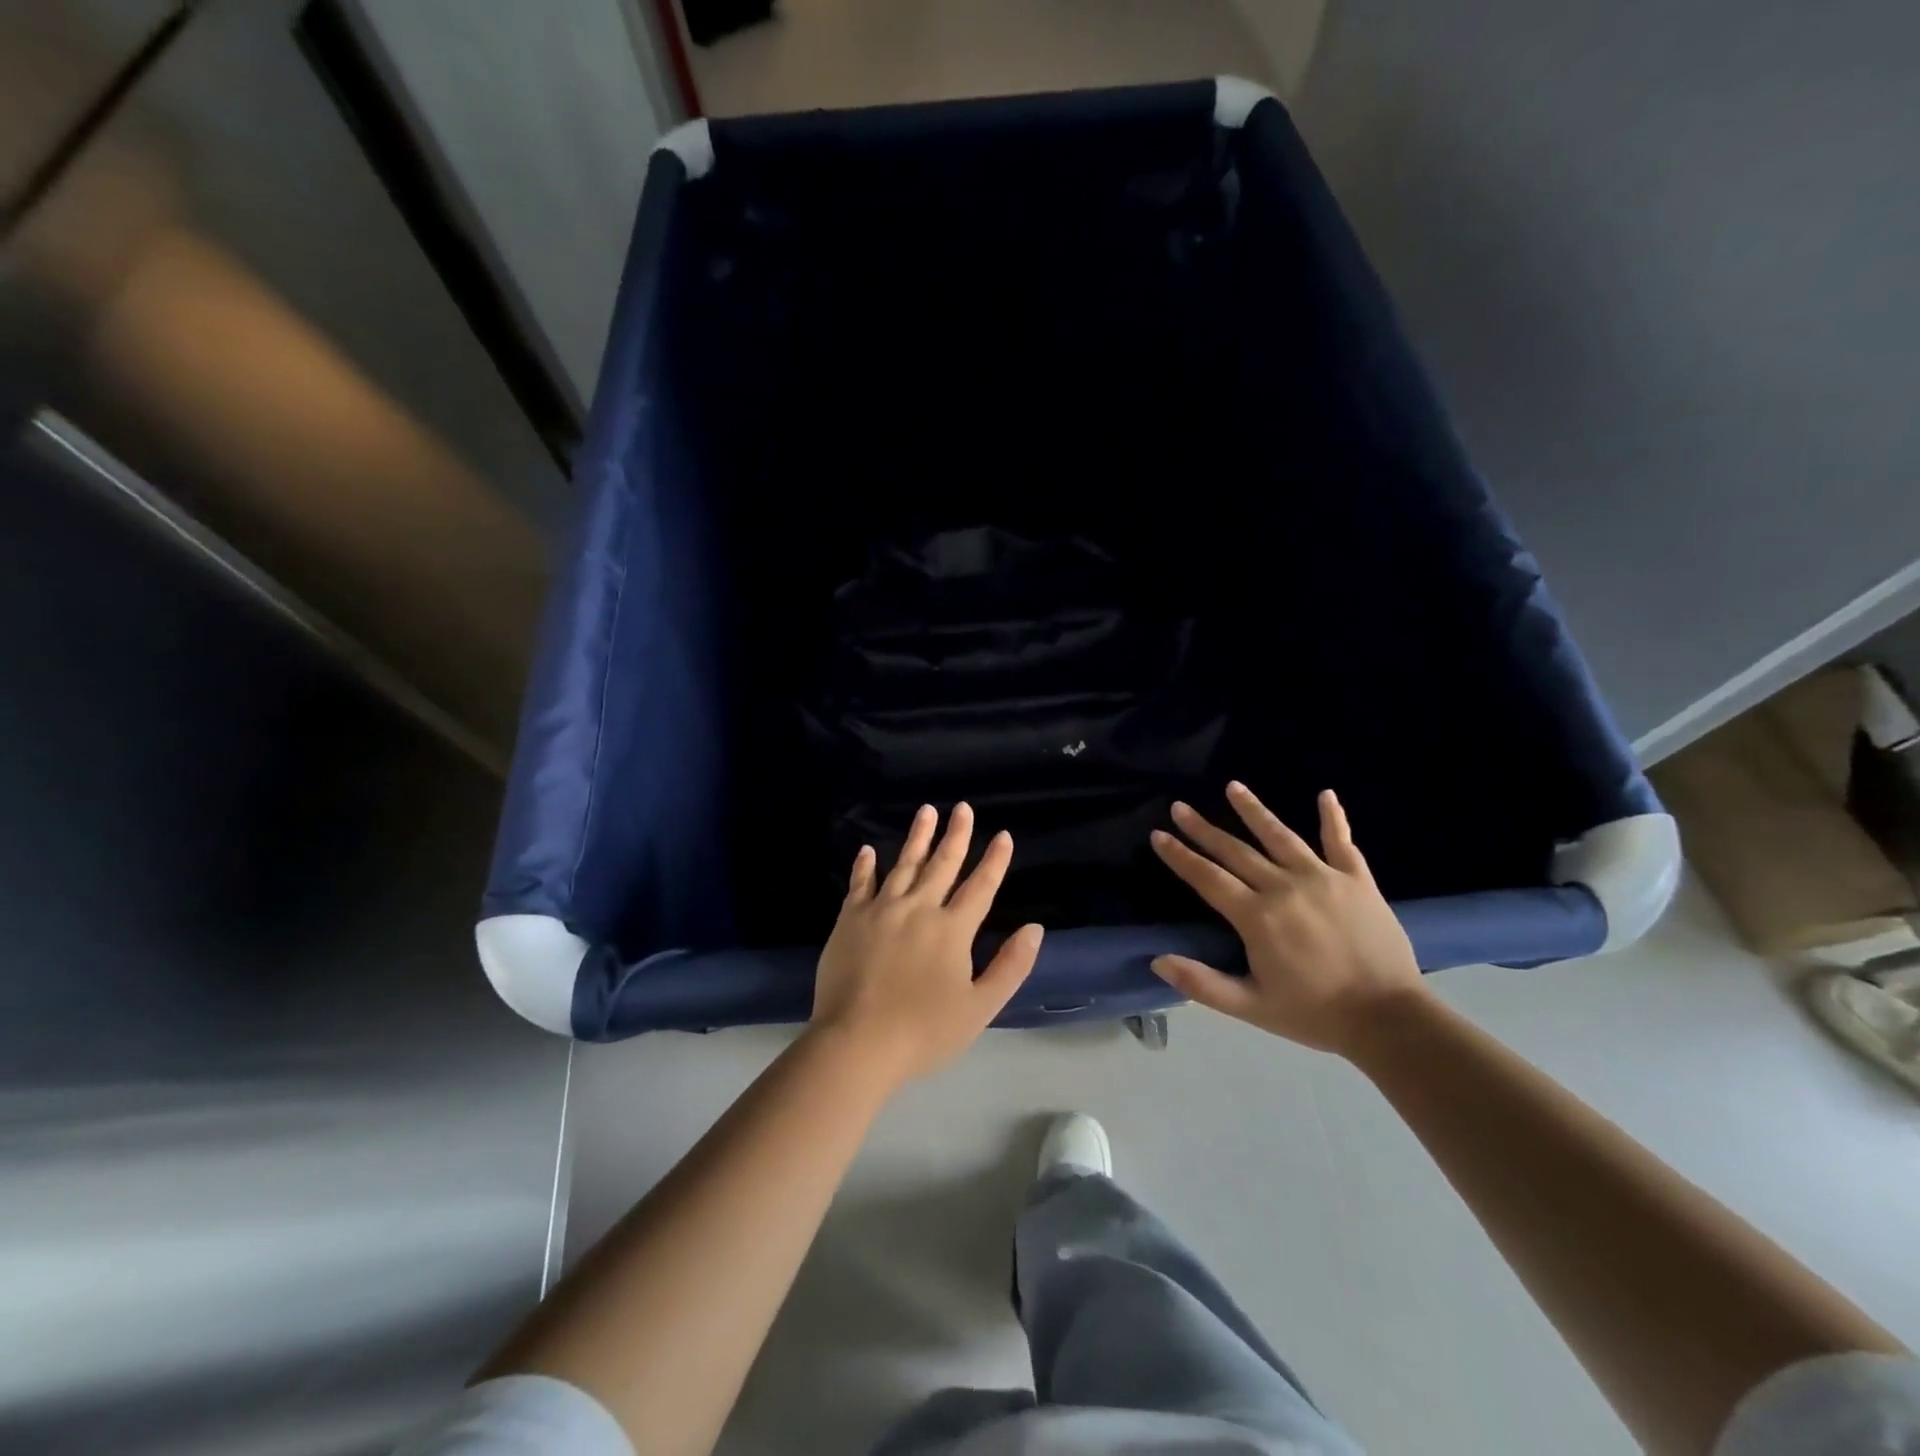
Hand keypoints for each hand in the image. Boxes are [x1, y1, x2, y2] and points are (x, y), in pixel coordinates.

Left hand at [810, 803, 1042, 1086]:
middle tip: (963, 808)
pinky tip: (869, 850)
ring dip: (918, 837)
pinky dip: (865, 866)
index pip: (980, 887)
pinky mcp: (850, 920)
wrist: (856, 1043)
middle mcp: (919, 909)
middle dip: (956, 835)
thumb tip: (1035, 929)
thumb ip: (1010, 967)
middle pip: (942, 865)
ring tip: (927, 811)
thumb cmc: (923, 1032)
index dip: (994, 861)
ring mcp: (881, 910)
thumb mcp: (980, 1008)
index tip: (1003, 836)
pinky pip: (860, 884)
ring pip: (904, 865)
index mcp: (952, 930)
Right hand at [1148, 782, 1425, 1055]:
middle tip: (1180, 807)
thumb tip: (1157, 961)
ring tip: (1233, 786)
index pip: (1207, 878)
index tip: (1158, 835)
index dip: (1180, 856)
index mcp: (1256, 917)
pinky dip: (1333, 818)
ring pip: (1280, 836)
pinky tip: (1325, 794)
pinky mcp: (1357, 880)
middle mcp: (1284, 887)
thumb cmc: (1315, 1013)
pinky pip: (1341, 842)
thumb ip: (1202, 984)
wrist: (1389, 1019)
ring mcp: (1323, 878)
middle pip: (1235, 851)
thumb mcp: (1251, 1007)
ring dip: (1253, 810)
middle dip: (1203, 828)